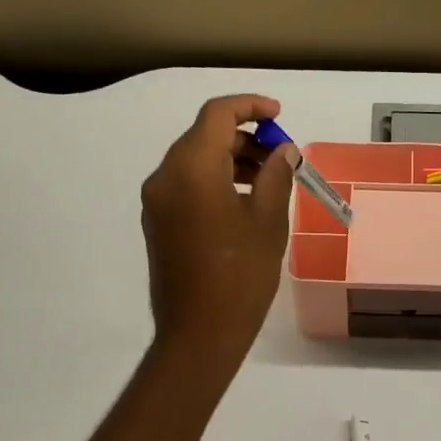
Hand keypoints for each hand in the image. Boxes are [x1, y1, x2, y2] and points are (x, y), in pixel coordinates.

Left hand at [139, 94, 296, 365]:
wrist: (198, 333)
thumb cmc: (240, 275)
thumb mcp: (267, 220)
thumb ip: (276, 175)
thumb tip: (284, 150)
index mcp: (191, 168)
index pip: (217, 115)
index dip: (250, 107)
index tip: (279, 116)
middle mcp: (165, 176)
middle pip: (204, 136)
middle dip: (244, 138)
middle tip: (281, 156)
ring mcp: (157, 201)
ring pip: (194, 160)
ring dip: (230, 159)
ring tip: (268, 179)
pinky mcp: (158, 222)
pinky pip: (186, 184)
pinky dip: (214, 179)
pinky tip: (243, 201)